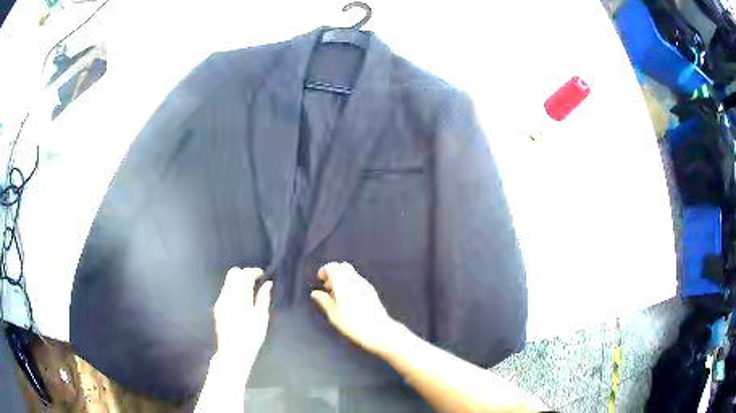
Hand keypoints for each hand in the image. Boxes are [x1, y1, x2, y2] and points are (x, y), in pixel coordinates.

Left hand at [214, 267, 271, 358]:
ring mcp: (220, 301)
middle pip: (233, 273)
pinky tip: (241, 300)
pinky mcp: (217, 307)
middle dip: (244, 273)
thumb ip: (264, 299)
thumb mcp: (262, 319)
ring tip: (249, 291)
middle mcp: (227, 296)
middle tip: (255, 281)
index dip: (254, 271)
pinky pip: (225, 291)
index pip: (245, 275)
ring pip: (228, 281)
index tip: (262, 274)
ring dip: (238, 281)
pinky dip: (233, 289)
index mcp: (240, 298)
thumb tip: (268, 284)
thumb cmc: (251, 338)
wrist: (233, 352)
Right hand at [311, 262, 401, 354]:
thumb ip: (324, 301)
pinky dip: (350, 284)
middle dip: (334, 273)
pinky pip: (358, 281)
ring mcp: (365, 285)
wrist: (378, 330)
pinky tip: (348, 299)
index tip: (320, 280)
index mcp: (343, 284)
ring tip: (337, 295)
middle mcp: (355, 280)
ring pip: (351, 273)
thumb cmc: (353, 324)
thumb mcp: (334, 315)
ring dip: (342, 279)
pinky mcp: (372, 291)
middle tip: (328, 287)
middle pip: (343, 267)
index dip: (324, 271)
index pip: (333, 266)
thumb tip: (316, 293)